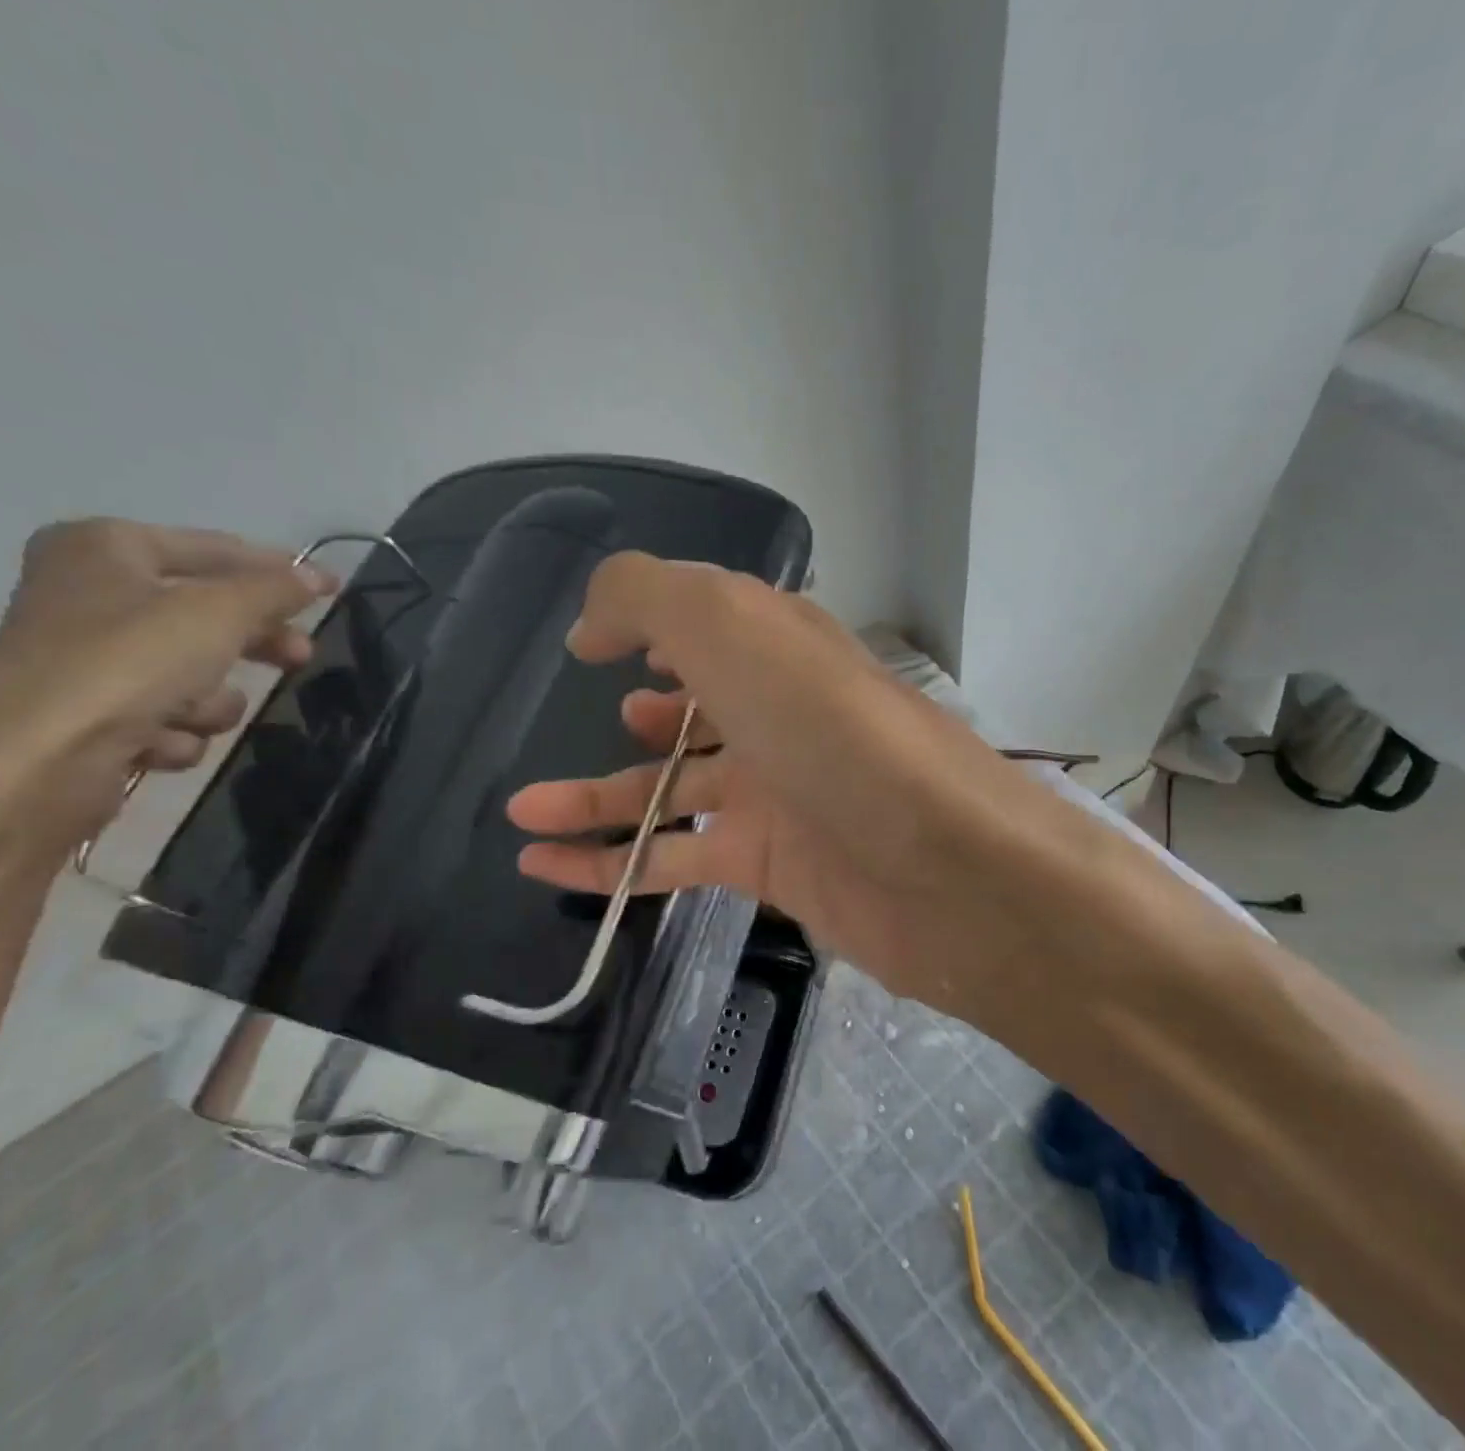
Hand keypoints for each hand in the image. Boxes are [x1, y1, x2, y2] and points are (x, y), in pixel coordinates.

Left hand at [0, 520, 333, 856]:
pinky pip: (166, 714)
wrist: (35, 762)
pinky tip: (158, 743)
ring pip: (194, 671)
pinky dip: (175, 730)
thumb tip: (317, 577)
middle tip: (300, 656)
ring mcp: (89, 658)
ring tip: (193, 714)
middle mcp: (91, 594)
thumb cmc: (128, 663)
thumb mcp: (220, 612)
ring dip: (209, 700)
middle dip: (254, 643)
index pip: (215, 549)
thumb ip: (275, 590)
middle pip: (209, 614)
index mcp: (106, 549)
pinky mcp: (91, 714)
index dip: (279, 569)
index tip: (332, 589)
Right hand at [506, 554, 1110, 1015]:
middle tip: (591, 720)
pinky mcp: (771, 865)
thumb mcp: (730, 624)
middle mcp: (781, 715)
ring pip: (670, 791)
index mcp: (780, 648)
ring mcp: (777, 793)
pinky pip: (675, 859)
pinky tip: (544, 865)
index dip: (653, 625)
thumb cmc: (831, 728)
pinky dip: (611, 863)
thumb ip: (648, 598)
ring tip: (522, 808)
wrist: (942, 865)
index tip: (593, 645)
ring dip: (596, 798)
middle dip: (640, 715)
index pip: (711, 623)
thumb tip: (594, 627)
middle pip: (696, 709)